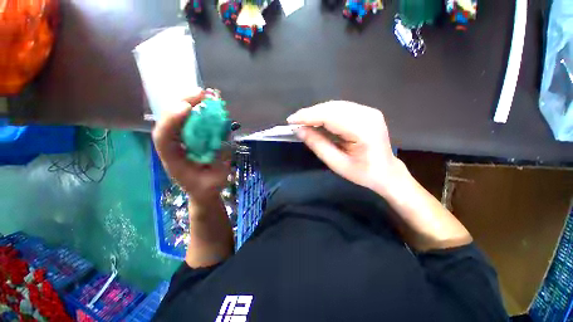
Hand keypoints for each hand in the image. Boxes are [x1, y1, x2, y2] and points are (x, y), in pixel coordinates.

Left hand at [152, 92, 230, 202]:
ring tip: (206, 94)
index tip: (189, 107)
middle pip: (169, 121)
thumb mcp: (212, 182)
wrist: (204, 190)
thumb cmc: (206, 187)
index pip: (163, 138)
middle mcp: (174, 146)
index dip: (173, 121)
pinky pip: (192, 121)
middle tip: (201, 93)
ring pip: (179, 118)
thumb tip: (221, 141)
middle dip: (183, 104)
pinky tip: (209, 103)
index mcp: (173, 160)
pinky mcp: (191, 137)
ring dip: (192, 103)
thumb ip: (217, 164)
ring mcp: (182, 140)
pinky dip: (201, 110)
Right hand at [287, 101, 403, 194]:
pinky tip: (317, 120)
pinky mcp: (367, 112)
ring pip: (335, 105)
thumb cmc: (363, 173)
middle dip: (310, 113)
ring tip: (303, 122)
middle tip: (295, 121)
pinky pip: (341, 108)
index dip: (308, 116)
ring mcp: (369, 111)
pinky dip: (326, 113)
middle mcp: (368, 114)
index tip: (291, 120)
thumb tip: (299, 130)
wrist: (387, 172)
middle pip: (332, 107)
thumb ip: (317, 145)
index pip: (330, 116)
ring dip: (317, 112)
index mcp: (363, 130)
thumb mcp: (337, 163)